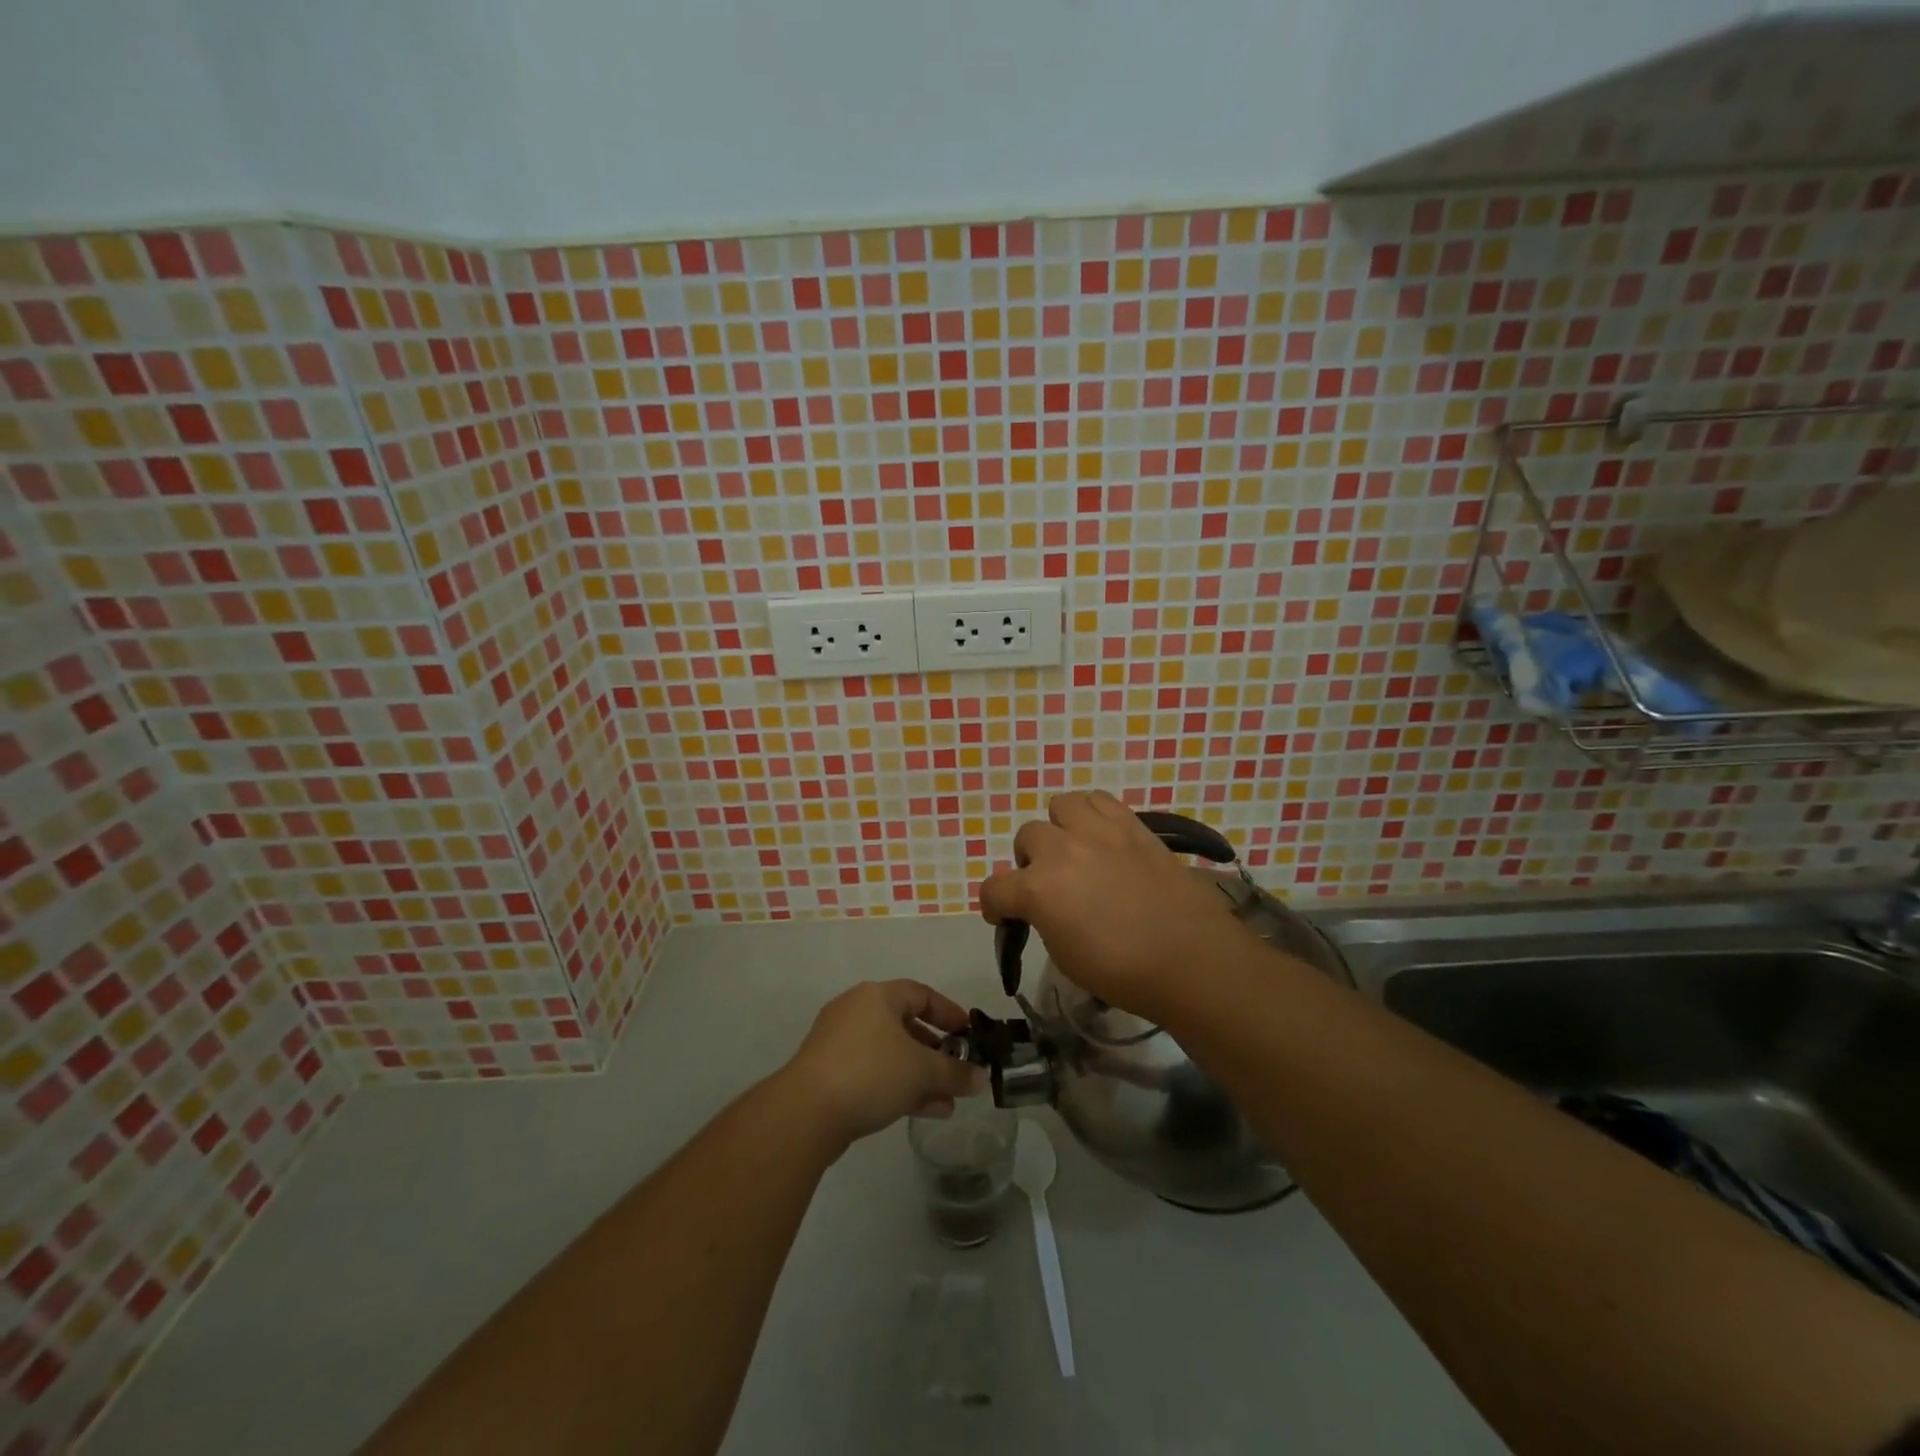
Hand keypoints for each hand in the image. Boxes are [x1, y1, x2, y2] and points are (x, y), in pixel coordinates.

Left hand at [779, 980, 984, 1149]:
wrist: (806, 1113)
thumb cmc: (870, 1073)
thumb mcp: (922, 1071)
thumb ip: (955, 1072)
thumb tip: (981, 1077)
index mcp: (877, 996)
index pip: (921, 994)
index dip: (949, 1013)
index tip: (969, 1034)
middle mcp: (856, 1011)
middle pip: (905, 1025)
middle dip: (935, 1050)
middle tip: (957, 1069)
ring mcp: (839, 1043)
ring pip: (890, 1053)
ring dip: (920, 1074)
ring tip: (947, 1100)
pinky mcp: (828, 1073)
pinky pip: (873, 1072)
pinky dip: (898, 1086)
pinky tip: (924, 1111)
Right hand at [977, 790, 1240, 1023]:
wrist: (1189, 959)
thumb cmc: (1123, 972)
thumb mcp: (1065, 956)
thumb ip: (1043, 919)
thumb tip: (1045, 906)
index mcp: (1038, 890)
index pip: (995, 888)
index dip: (994, 905)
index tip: (1003, 917)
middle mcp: (1062, 850)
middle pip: (1027, 837)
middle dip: (1030, 862)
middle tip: (1049, 885)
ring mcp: (1099, 832)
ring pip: (1061, 805)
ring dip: (1060, 828)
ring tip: (1075, 850)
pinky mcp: (1132, 825)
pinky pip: (1100, 800)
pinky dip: (1093, 815)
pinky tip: (1103, 838)